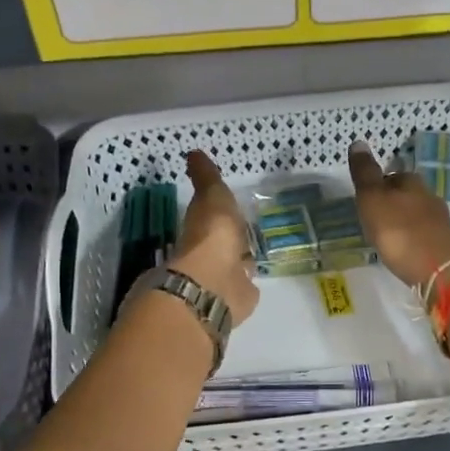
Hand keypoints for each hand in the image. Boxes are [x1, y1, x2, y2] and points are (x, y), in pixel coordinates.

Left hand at [169, 150, 259, 325]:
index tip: (229, 207)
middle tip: (247, 232)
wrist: (216, 282)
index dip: (219, 213)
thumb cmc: (213, 234)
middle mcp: (210, 253)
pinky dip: (249, 282)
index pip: (211, 218)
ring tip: (255, 253)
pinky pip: (244, 286)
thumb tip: (192, 153)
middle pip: (224, 243)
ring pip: (234, 264)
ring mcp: (225, 277)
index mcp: (203, 228)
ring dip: (240, 260)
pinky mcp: (239, 297)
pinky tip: (257, 277)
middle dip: (233, 239)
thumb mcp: (211, 196)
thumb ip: (206, 178)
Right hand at [349, 140, 449, 289]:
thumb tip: (358, 142)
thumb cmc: (399, 232)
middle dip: (391, 202)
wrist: (437, 271)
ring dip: (401, 220)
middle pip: (406, 193)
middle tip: (372, 218)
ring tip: (385, 235)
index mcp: (412, 183)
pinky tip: (403, 249)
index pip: (392, 175)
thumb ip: (365, 174)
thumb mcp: (373, 200)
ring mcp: (440, 221)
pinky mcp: (444, 243)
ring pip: (415, 213)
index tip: (364, 199)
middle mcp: (429, 196)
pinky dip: (411, 237)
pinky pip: (422, 233)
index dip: (377, 185)